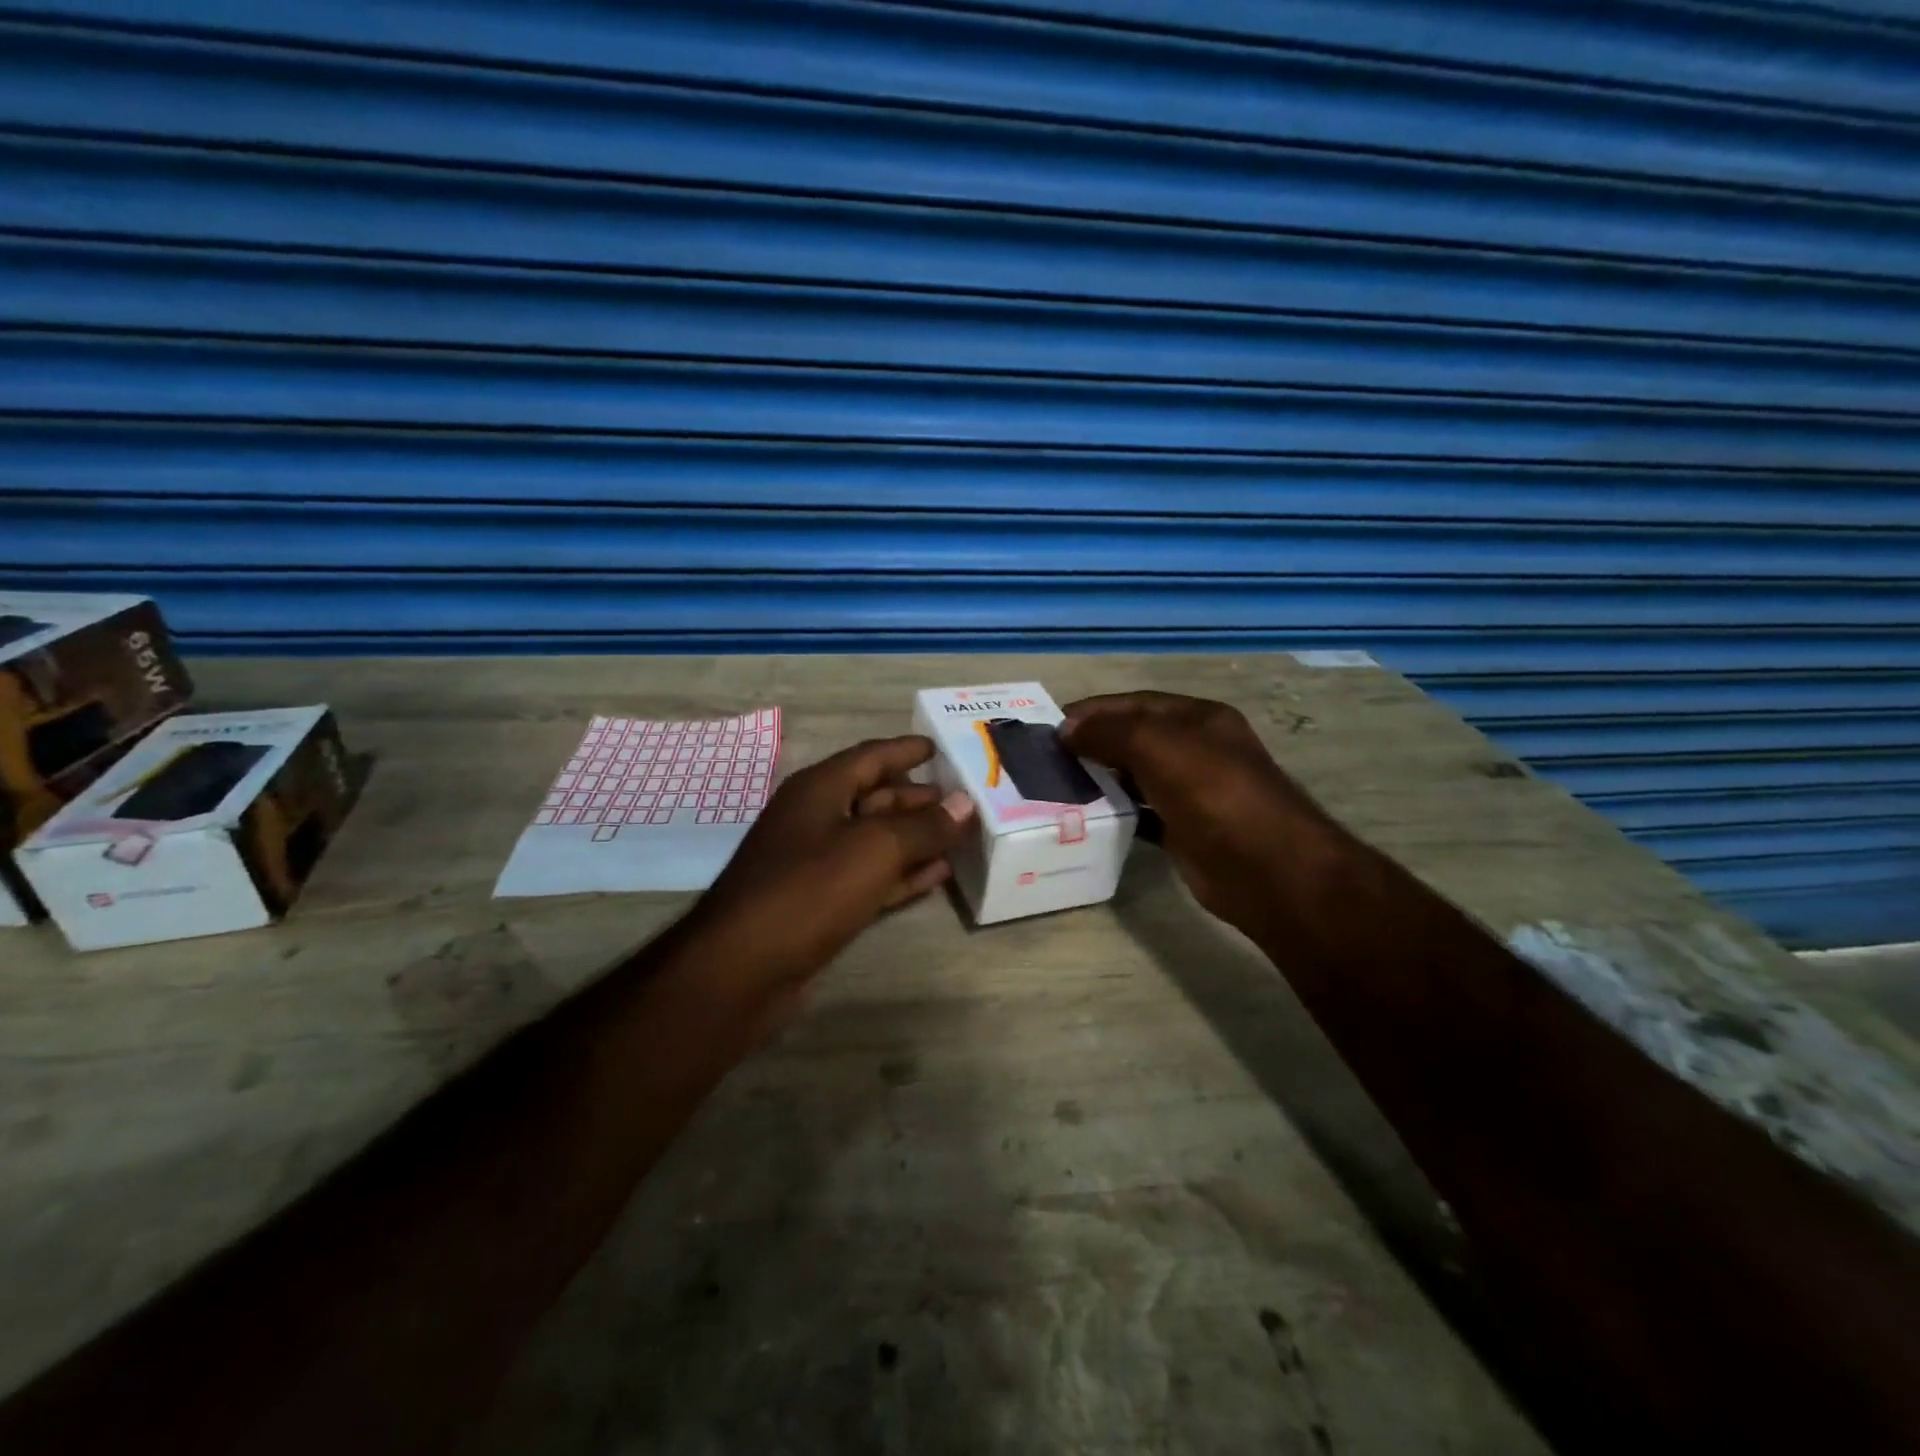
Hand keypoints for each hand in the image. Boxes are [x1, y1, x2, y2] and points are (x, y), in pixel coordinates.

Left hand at [684, 735, 974, 1009]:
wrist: (744, 968)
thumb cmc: (809, 889)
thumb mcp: (875, 848)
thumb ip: (924, 826)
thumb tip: (965, 804)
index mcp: (820, 789)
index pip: (871, 756)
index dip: (907, 749)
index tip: (943, 747)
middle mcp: (817, 818)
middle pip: (877, 797)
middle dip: (920, 798)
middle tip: (966, 797)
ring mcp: (818, 863)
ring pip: (878, 840)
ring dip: (918, 837)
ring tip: (962, 833)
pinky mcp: (824, 903)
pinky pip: (873, 877)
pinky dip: (905, 873)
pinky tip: (940, 874)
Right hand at [1061, 692, 1325, 934]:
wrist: (1267, 868)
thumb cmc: (1215, 793)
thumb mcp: (1159, 747)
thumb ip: (1110, 732)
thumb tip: (1066, 729)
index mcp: (1198, 719)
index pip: (1136, 704)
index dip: (1094, 710)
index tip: (1051, 724)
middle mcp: (1197, 750)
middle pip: (1135, 738)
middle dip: (1093, 743)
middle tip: (1048, 758)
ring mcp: (1193, 791)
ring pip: (1136, 776)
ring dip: (1101, 778)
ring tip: (1058, 785)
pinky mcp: (1185, 830)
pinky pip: (1142, 813)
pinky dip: (1116, 812)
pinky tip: (1088, 816)